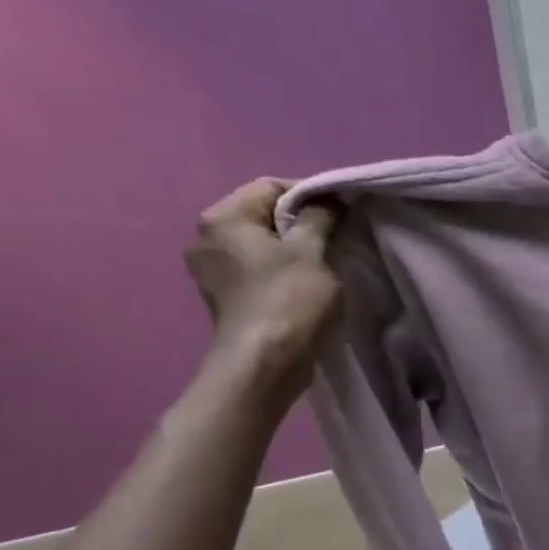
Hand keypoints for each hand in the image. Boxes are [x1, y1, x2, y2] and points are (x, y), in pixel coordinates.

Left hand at [185, 179, 339, 404]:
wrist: (264, 363)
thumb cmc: (288, 300)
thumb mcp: (312, 252)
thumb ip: (320, 218)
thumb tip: (328, 201)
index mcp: (223, 217)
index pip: (271, 186)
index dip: (311, 195)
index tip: (342, 214)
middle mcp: (206, 237)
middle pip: (262, 215)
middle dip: (300, 223)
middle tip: (336, 239)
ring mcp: (210, 269)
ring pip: (260, 244)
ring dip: (292, 249)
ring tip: (324, 264)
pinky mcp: (223, 296)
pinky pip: (255, 268)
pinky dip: (279, 270)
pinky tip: (304, 286)